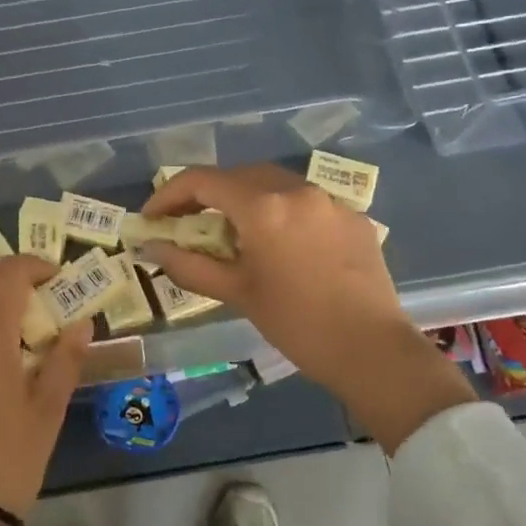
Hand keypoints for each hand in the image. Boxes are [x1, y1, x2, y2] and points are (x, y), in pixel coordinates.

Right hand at [140, 165, 473, 451]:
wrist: (373, 350)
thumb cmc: (296, 324)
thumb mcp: (236, 293)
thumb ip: (189, 265)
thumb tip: (152, 247)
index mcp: (263, 207)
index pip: (202, 181)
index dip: (169, 194)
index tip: (153, 217)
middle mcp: (296, 190)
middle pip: (237, 175)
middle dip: (206, 194)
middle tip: (187, 222)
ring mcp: (329, 200)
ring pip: (273, 183)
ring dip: (244, 198)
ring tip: (232, 231)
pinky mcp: (352, 216)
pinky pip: (304, 201)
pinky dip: (280, 211)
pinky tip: (279, 243)